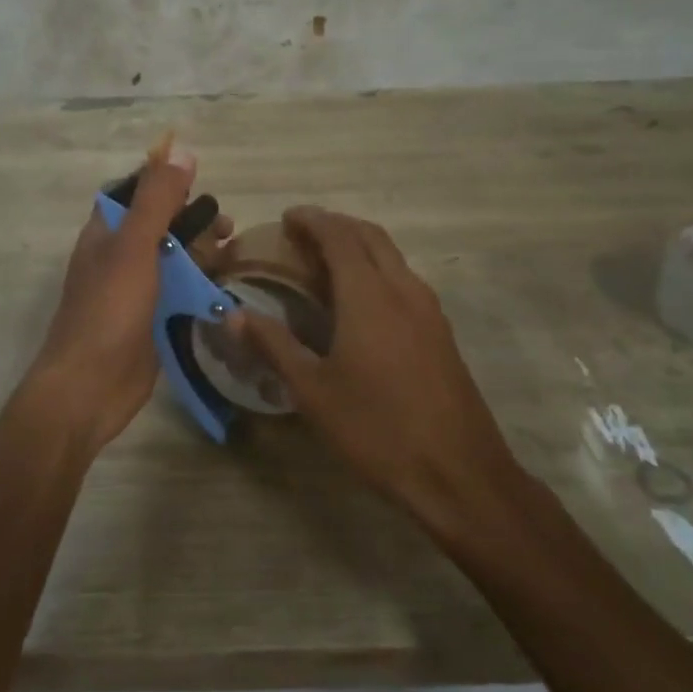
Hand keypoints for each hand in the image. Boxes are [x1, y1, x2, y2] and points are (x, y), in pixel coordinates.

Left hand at [21, 141, 232, 451]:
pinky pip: (180, 294)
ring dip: (202, 254)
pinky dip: (202, 287)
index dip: (166, 184)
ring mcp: (136, 290)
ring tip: (234, 255)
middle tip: (228, 229)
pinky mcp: (152, 320)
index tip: (201, 185)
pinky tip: (226, 289)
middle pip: (162, 226)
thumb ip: (157, 200)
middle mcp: (120, 256)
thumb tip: (182, 151)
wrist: (90, 387)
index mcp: (107, 232)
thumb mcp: (135, 246)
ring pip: (174, 261)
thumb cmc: (109, 309)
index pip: (136, 193)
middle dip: (195, 222)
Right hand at [238, 208, 517, 529]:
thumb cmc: (377, 429)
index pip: (339, 234)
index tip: (286, 219)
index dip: (311, 220)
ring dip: (358, 246)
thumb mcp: (314, 390)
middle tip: (302, 236)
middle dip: (335, 225)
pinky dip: (376, 269)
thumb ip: (273, 345)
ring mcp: (428, 308)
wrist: (458, 472)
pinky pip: (404, 279)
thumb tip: (233, 314)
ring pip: (391, 255)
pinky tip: (359, 302)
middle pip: (369, 235)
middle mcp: (403, 287)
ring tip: (325, 264)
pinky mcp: (441, 329)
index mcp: (369, 294)